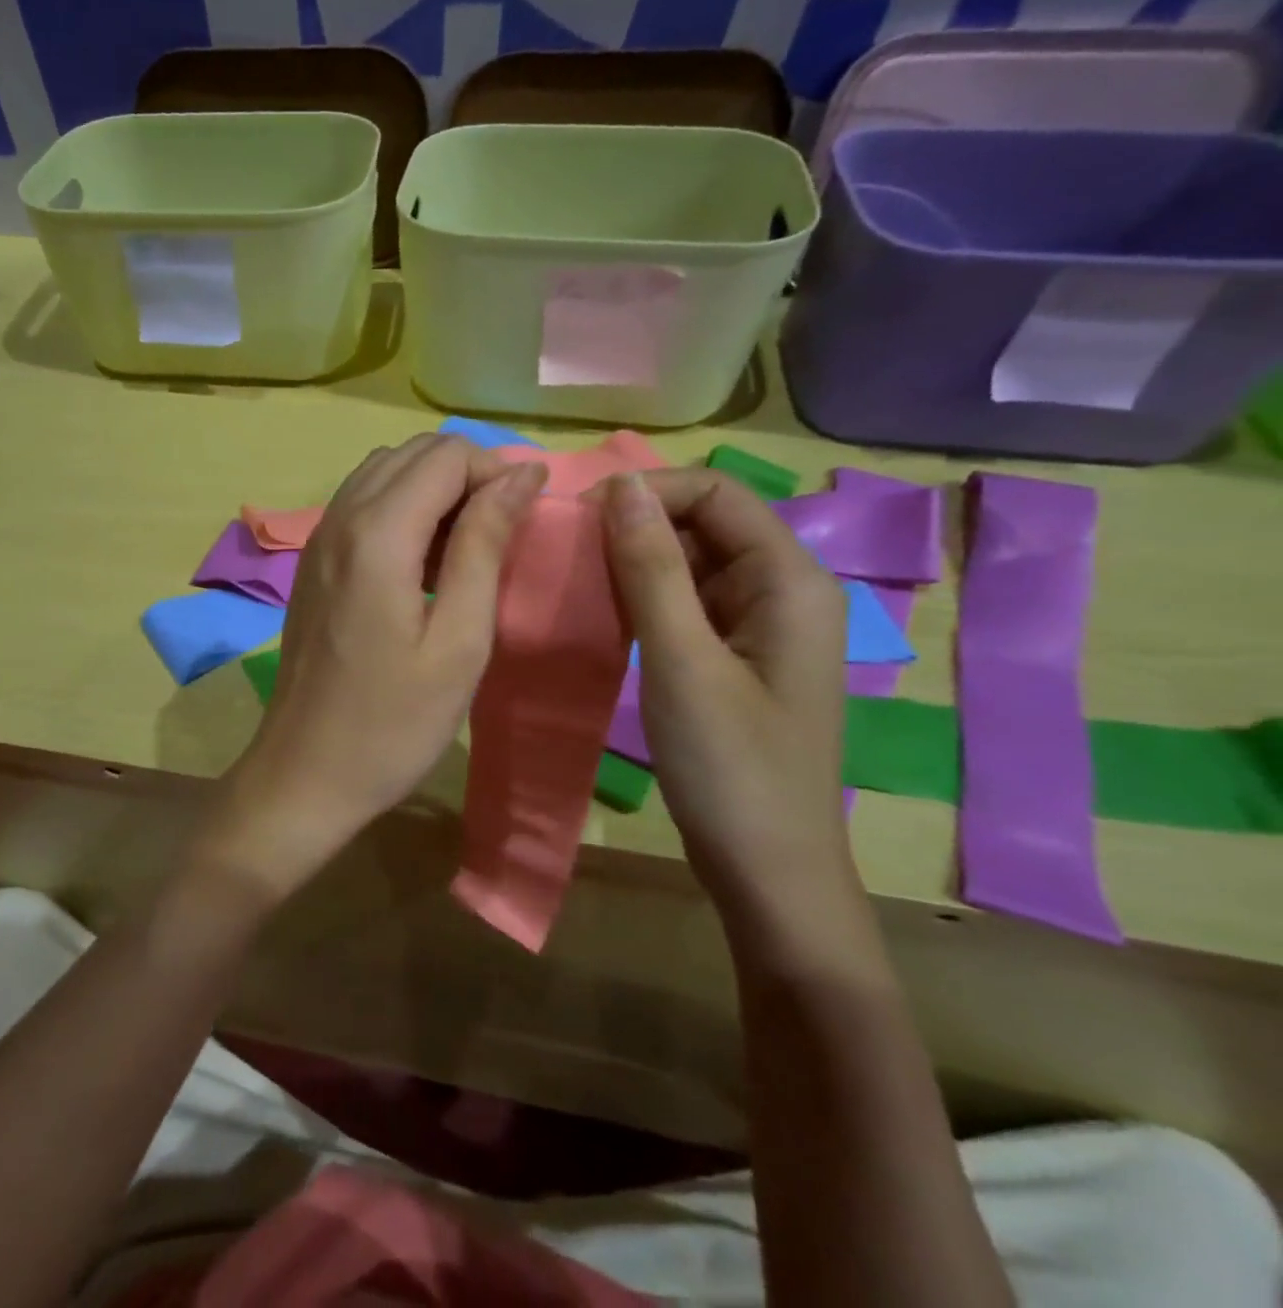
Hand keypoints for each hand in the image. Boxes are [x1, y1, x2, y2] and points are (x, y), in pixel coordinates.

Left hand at [200, 434, 547, 902]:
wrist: (305, 774)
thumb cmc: (393, 723)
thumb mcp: (459, 640)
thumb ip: (485, 545)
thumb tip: (520, 475)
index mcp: (377, 534)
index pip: (447, 455)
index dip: (497, 471)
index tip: (527, 518)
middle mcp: (339, 519)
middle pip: (412, 454)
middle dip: (467, 474)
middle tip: (504, 532)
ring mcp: (317, 539)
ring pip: (384, 473)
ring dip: (433, 490)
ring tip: (469, 546)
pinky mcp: (312, 564)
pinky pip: (361, 505)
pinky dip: (402, 509)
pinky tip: (424, 562)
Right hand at [598, 469, 849, 900]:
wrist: (766, 870)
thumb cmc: (731, 767)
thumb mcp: (682, 661)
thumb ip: (651, 569)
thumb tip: (620, 487)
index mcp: (789, 579)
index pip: (717, 492)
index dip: (648, 492)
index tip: (579, 520)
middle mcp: (782, 588)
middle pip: (704, 522)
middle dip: (636, 526)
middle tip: (568, 554)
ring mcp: (758, 624)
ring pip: (690, 562)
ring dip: (634, 562)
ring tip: (575, 580)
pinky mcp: (733, 655)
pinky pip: (685, 603)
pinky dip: (643, 598)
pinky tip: (603, 613)